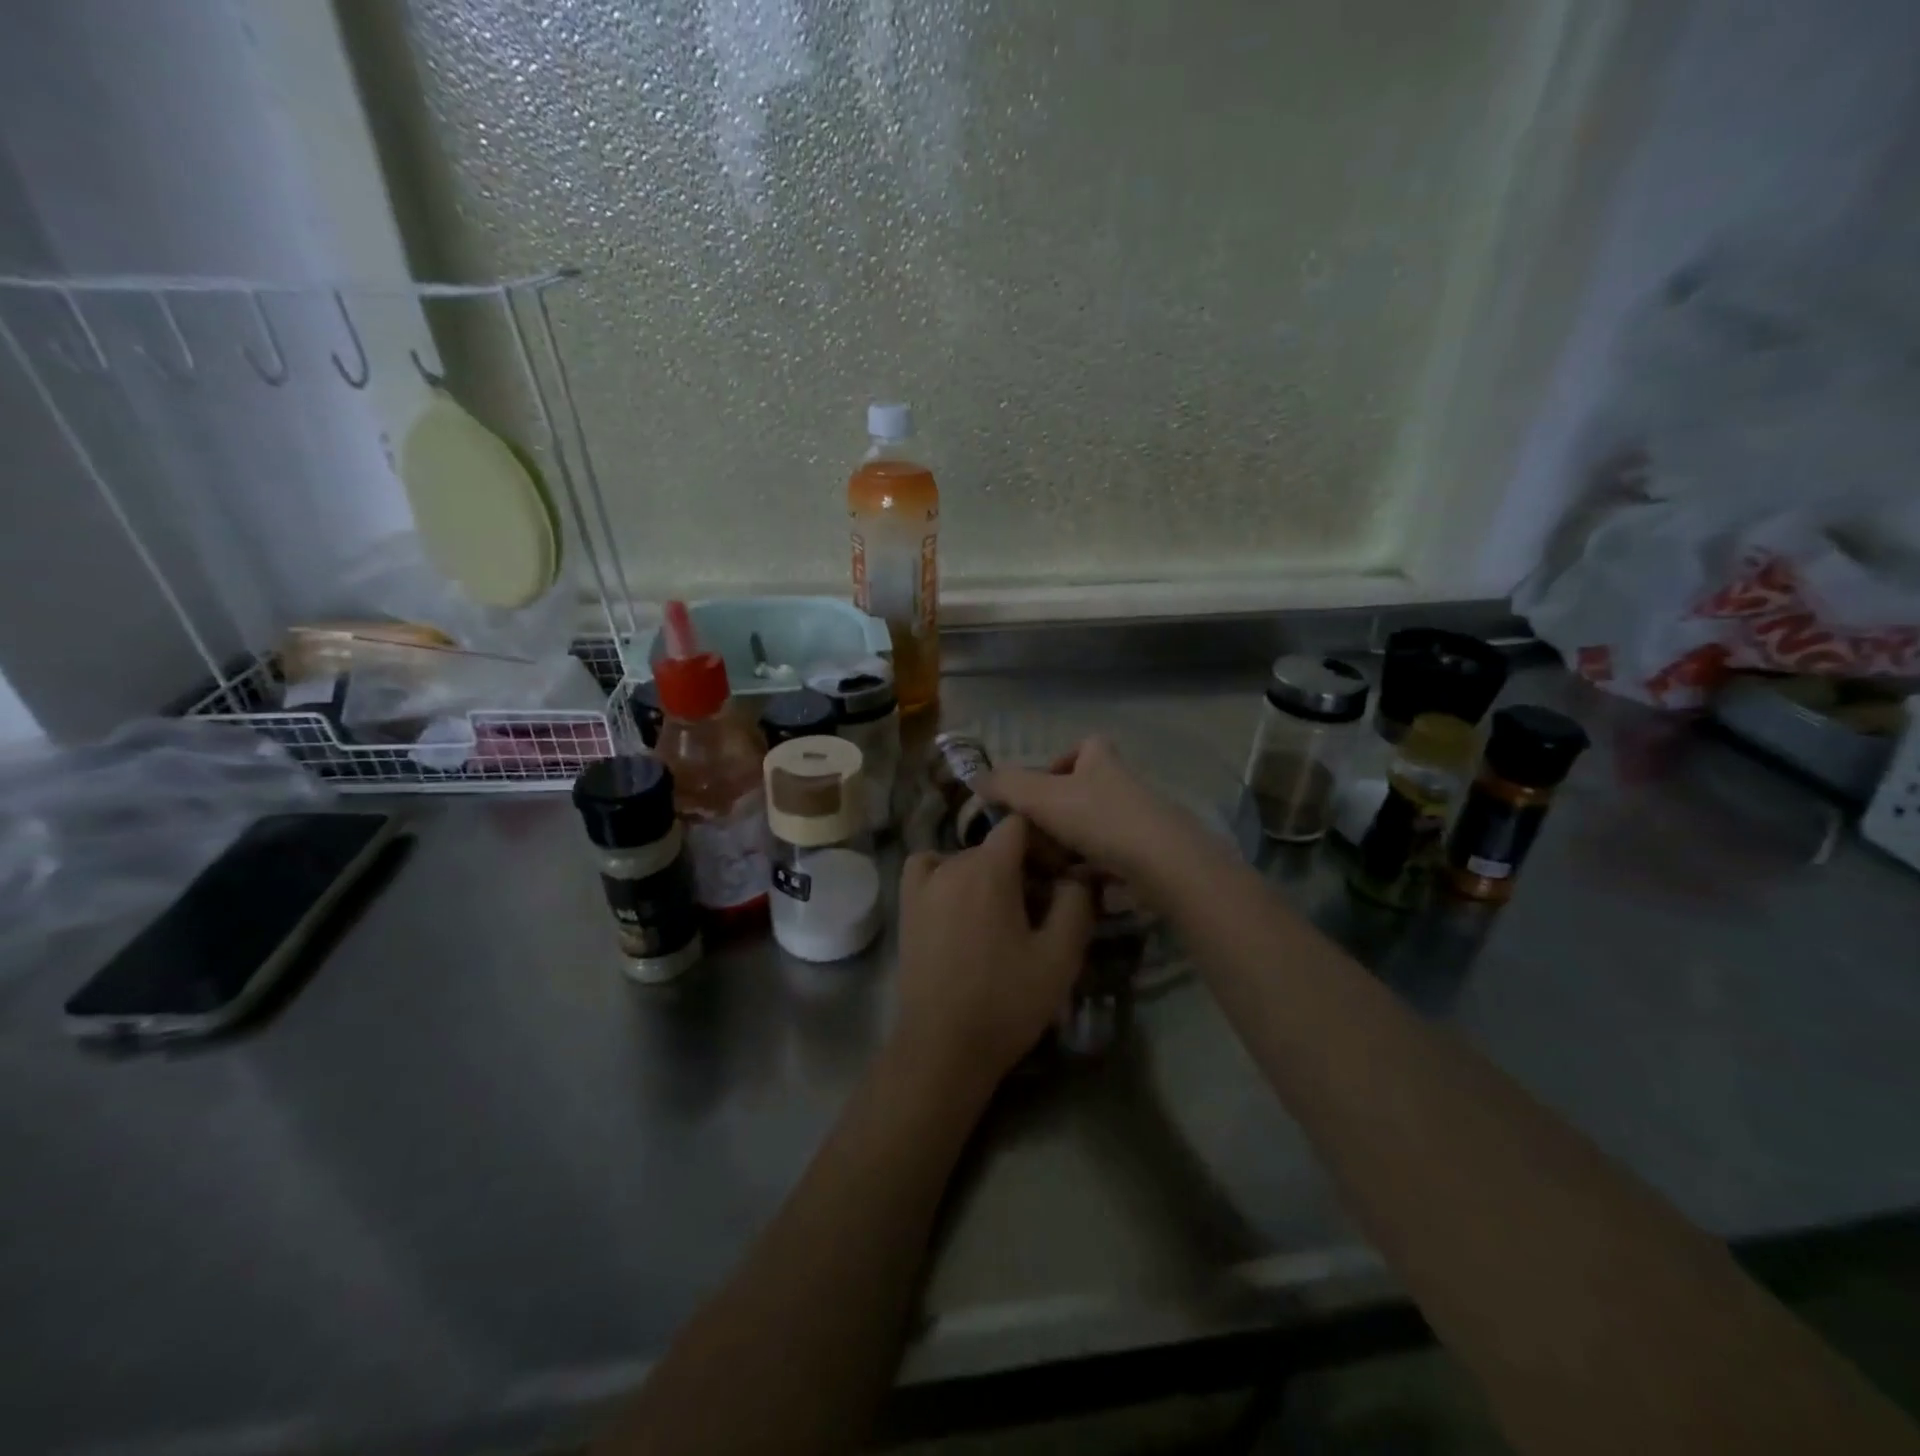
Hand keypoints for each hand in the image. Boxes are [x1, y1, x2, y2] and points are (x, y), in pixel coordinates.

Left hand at [894, 815, 1094, 1089]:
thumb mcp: (1060, 956)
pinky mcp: (906, 906)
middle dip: (1023, 866)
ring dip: (989, 874)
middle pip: (994, 845)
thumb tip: (1077, 875)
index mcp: (989, 869)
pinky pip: (928, 868)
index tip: (1060, 876)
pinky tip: (960, 901)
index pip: (1019, 824)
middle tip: (1042, 907)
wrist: (943, 1047)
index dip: (1045, 843)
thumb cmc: (1006, 1001)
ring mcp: (923, 884)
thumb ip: (1076, 904)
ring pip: (965, 858)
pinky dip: (946, 872)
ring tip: (1003, 914)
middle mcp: (952, 864)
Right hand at [980, 737, 1199, 881]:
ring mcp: (1140, 821)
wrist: (1162, 864)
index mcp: (1102, 762)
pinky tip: (1076, 886)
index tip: (1040, 787)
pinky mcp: (1149, 856)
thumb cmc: (1099, 818)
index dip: (1062, 761)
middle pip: (1088, 790)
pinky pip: (1113, 859)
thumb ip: (1007, 785)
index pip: (1086, 746)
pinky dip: (1093, 871)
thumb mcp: (1042, 796)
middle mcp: (1124, 786)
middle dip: (1060, 813)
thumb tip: (977, 779)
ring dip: (1073, 845)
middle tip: (1035, 836)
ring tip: (1051, 867)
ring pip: (1098, 828)